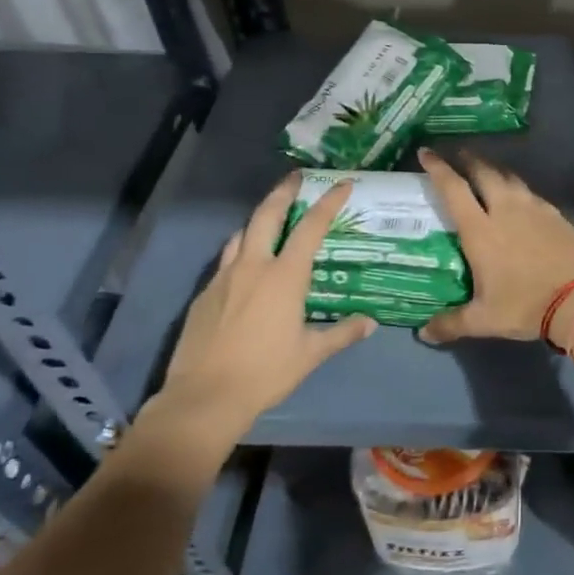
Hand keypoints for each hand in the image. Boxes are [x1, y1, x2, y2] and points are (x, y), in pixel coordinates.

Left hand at [155, 173, 374, 436]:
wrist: (204, 397)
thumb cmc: (265, 373)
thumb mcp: (310, 355)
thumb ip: (341, 334)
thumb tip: (369, 323)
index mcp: (284, 276)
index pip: (310, 228)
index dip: (328, 203)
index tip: (342, 184)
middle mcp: (253, 266)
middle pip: (267, 215)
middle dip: (283, 192)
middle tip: (296, 177)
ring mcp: (224, 277)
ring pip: (241, 234)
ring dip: (259, 218)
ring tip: (271, 218)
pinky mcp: (204, 293)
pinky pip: (226, 259)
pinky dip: (241, 249)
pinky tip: (246, 265)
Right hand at [415, 148, 573, 346]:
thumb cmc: (526, 305)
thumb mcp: (484, 320)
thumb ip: (451, 323)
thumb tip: (423, 334)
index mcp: (481, 230)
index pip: (453, 189)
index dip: (438, 168)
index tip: (426, 152)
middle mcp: (505, 210)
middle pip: (484, 172)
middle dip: (468, 159)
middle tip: (457, 154)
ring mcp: (534, 208)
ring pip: (509, 178)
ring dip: (494, 170)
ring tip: (486, 171)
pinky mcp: (556, 214)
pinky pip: (530, 192)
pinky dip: (517, 188)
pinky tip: (519, 198)